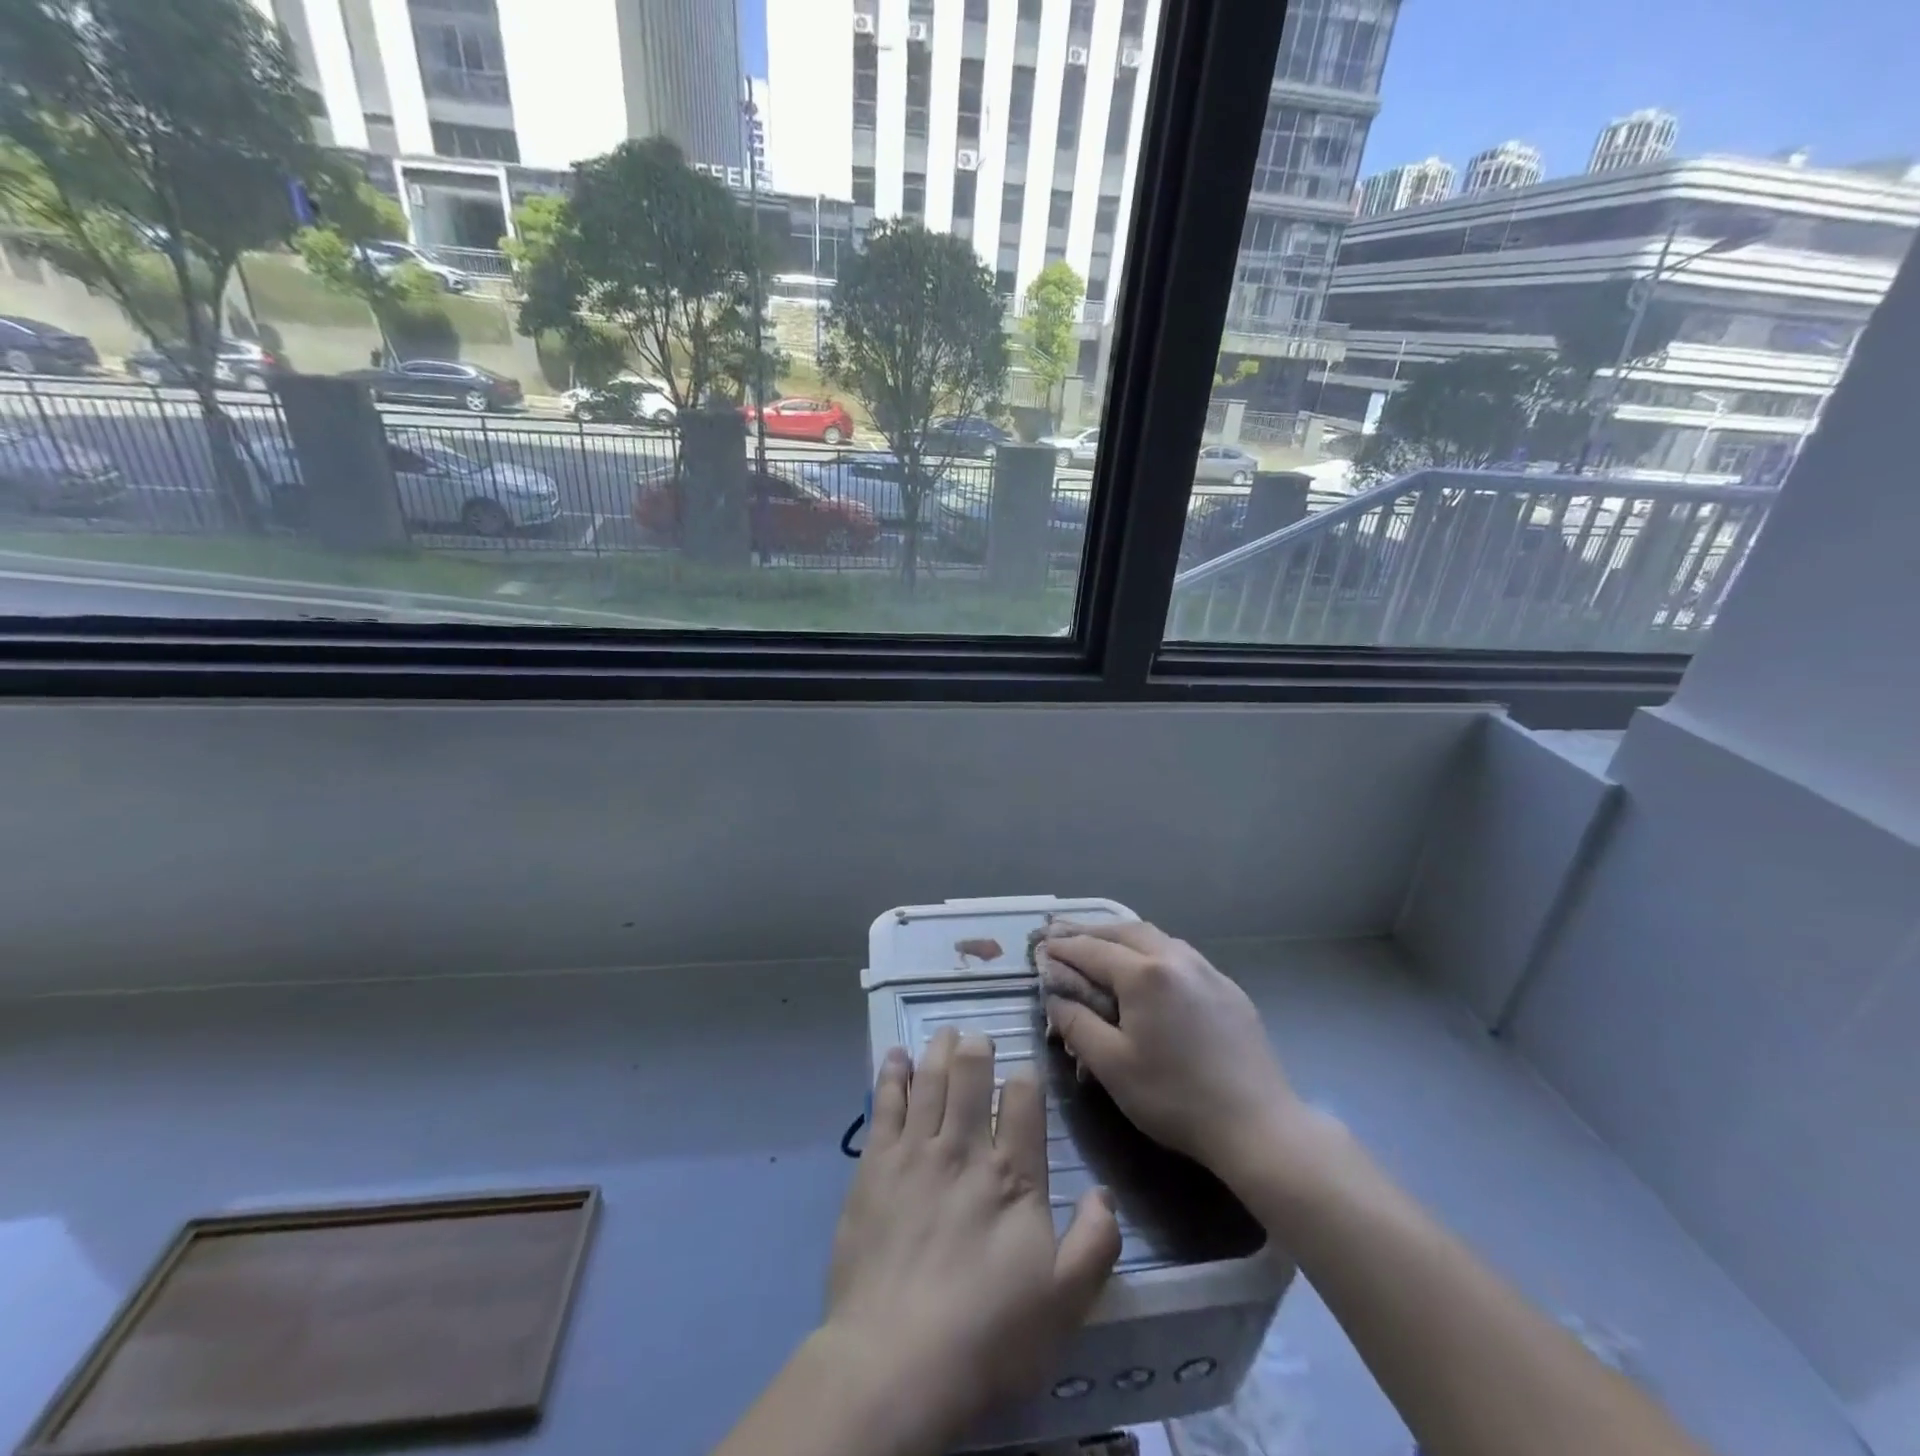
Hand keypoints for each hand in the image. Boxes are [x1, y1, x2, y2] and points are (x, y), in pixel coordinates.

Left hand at [821, 1028, 1121, 1450]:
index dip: (1026, 1078)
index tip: (1024, 1072)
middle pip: (971, 1076)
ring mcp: (915, 1152)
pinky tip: (895, 1056)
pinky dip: (891, 1074)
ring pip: (929, 1080)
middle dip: (977, 1049)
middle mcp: (964, 1148)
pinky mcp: (875, 1165)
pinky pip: (884, 1104)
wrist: (895, 1360)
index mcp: (1012, 1175)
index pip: (1024, 1101)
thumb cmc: (987, 1334)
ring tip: (945, 1033)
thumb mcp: (1064, 1302)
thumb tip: (1104, 1192)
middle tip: (977, 1037)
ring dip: (938, 1050)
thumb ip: (1094, 1244)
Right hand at [1042, 922, 1304, 1184]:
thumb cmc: (1175, 1097)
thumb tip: (1055, 997)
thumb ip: (1077, 1024)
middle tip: (1064, 936)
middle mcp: (1176, 958)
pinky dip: (1152, 952)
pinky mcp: (1228, 988)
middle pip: (1125, 931)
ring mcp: (1207, 970)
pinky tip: (1149, 970)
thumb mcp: (1112, 1066)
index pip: (1092, 950)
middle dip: (1091, 932)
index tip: (1040, 946)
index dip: (1062, 948)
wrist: (1258, 1125)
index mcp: (1144, 974)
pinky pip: (1180, 955)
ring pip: (1156, 938)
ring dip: (1123, 937)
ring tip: (1102, 946)